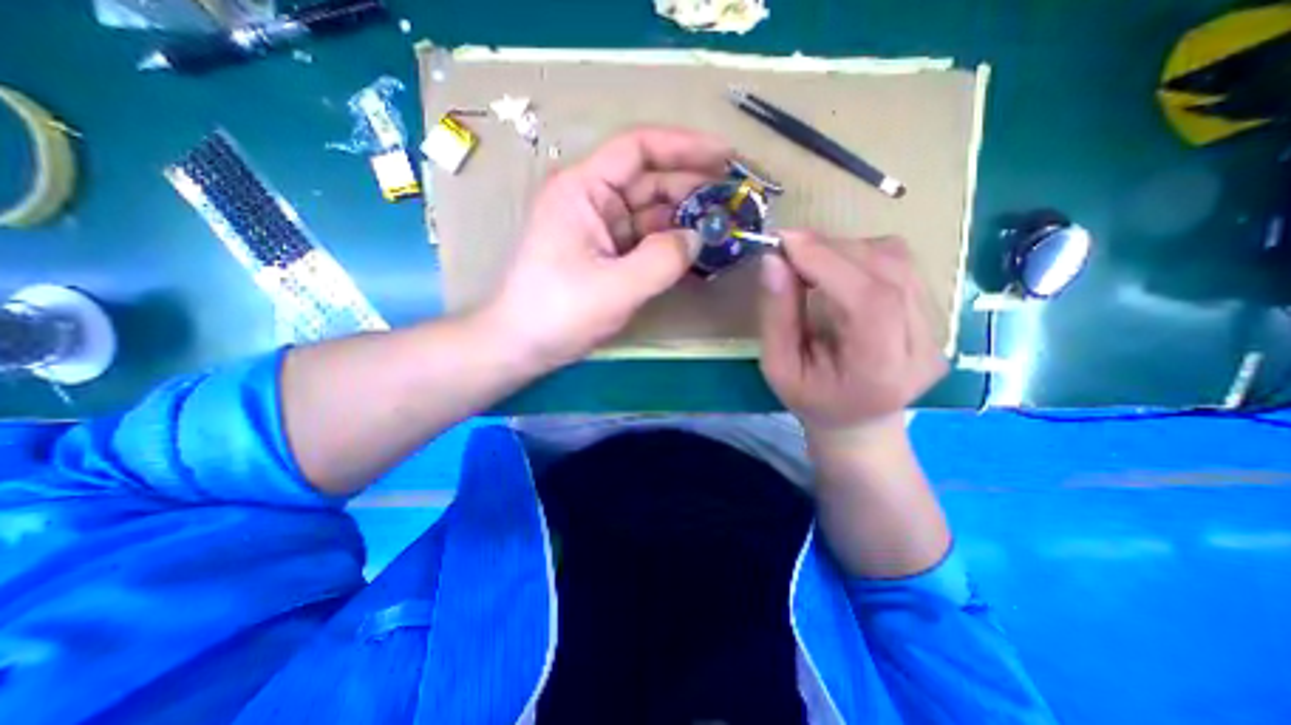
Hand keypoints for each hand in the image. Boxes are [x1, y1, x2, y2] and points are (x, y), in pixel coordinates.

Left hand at [479, 126, 729, 370]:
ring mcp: (599, 229)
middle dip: (692, 190)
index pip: (638, 149)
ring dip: (684, 220)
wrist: (522, 345)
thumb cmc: (558, 312)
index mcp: (583, 190)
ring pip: (650, 214)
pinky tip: (695, 253)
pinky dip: (669, 245)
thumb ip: (663, 259)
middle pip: (649, 182)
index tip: (726, 159)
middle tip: (733, 203)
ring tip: (722, 229)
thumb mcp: (616, 287)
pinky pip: (644, 241)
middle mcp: (591, 201)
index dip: (684, 147)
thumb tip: (698, 237)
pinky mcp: (605, 254)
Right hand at [757, 232, 944, 434]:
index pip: (870, 302)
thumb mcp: (778, 367)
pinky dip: (861, 255)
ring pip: (898, 260)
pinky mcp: (937, 313)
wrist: (859, 420)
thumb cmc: (811, 399)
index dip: (829, 262)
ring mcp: (937, 329)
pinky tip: (837, 270)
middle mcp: (922, 348)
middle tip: (790, 249)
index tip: (787, 241)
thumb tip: (773, 259)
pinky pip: (901, 264)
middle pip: (887, 272)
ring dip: (846, 249)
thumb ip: (776, 315)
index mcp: (880, 373)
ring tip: (810, 262)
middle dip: (832, 250)